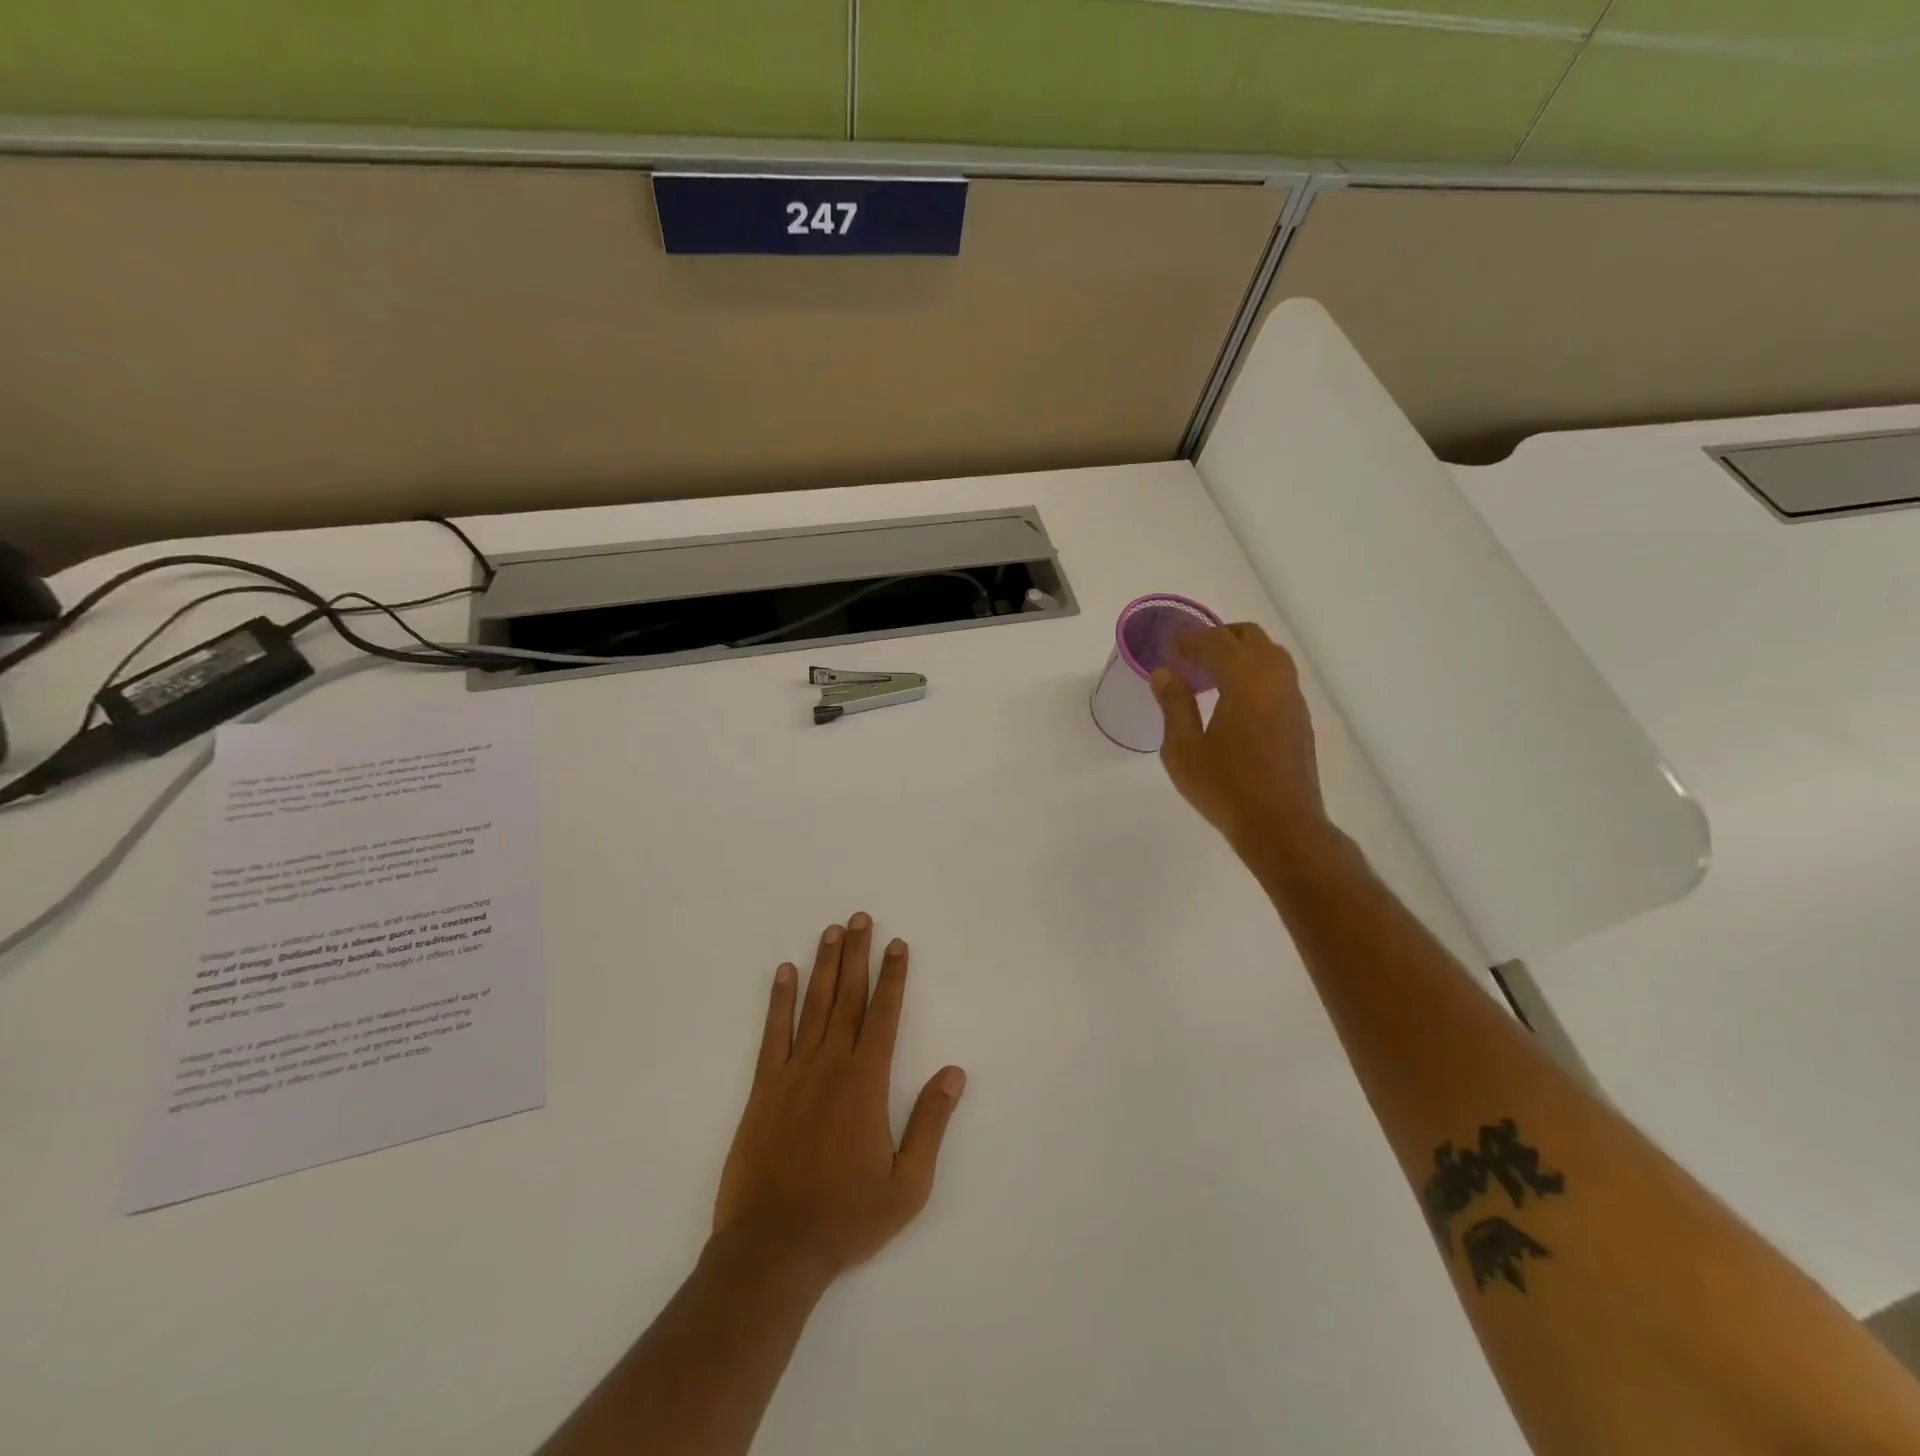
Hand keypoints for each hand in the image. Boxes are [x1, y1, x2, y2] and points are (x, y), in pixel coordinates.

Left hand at [714, 914, 965, 1282]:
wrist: (773, 1248)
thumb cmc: (846, 1217)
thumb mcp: (906, 1184)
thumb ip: (930, 1123)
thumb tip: (954, 1073)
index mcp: (866, 1082)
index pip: (884, 1015)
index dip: (893, 977)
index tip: (896, 944)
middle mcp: (831, 1065)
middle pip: (848, 997)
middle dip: (857, 955)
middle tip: (860, 918)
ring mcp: (793, 1072)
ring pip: (814, 1005)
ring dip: (824, 965)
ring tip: (831, 931)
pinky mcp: (764, 1087)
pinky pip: (774, 1032)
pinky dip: (780, 999)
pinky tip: (785, 972)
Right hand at [1152, 623, 1328, 852]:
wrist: (1280, 825)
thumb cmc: (1225, 787)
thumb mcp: (1183, 748)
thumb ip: (1174, 704)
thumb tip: (1165, 673)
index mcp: (1245, 680)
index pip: (1215, 641)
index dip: (1188, 638)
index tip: (1167, 646)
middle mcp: (1274, 679)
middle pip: (1249, 637)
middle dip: (1217, 637)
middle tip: (1188, 655)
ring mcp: (1292, 699)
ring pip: (1269, 654)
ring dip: (1238, 653)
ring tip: (1209, 675)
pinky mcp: (1299, 719)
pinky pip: (1277, 677)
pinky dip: (1253, 672)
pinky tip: (1232, 699)